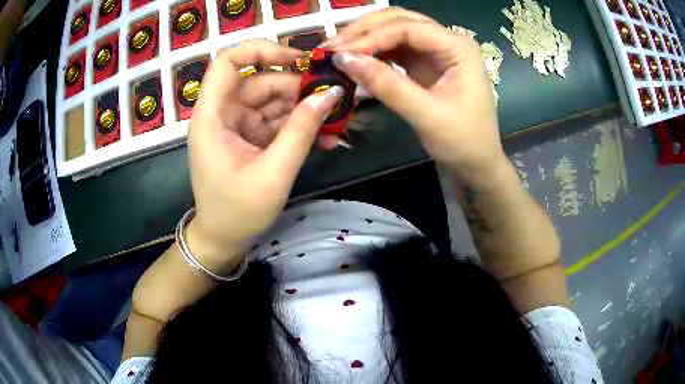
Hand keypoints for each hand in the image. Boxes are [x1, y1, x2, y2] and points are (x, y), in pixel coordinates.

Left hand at [186, 40, 343, 271]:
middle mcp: (222, 113)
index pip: (229, 62)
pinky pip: (275, 121)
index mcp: (212, 116)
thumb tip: (332, 94)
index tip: (299, 61)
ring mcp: (236, 125)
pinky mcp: (248, 137)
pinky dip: (298, 126)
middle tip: (335, 98)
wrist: (223, 240)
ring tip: (338, 121)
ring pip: (272, 101)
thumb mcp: (274, 172)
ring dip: (304, 109)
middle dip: (298, 88)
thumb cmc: (238, 211)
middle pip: (260, 81)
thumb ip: (302, 130)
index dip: (262, 51)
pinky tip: (325, 137)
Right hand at [326, 8, 508, 184]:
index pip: (407, 28)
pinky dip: (374, 52)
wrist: (477, 163)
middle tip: (331, 47)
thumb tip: (343, 60)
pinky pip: (395, 49)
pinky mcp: (425, 63)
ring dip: (365, 38)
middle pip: (399, 20)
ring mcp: (436, 51)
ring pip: (394, 30)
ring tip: (337, 51)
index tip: (337, 53)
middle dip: (364, 30)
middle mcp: (447, 41)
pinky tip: (356, 59)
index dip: (370, 37)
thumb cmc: (462, 142)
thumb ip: (387, 85)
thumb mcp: (426, 115)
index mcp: (457, 48)